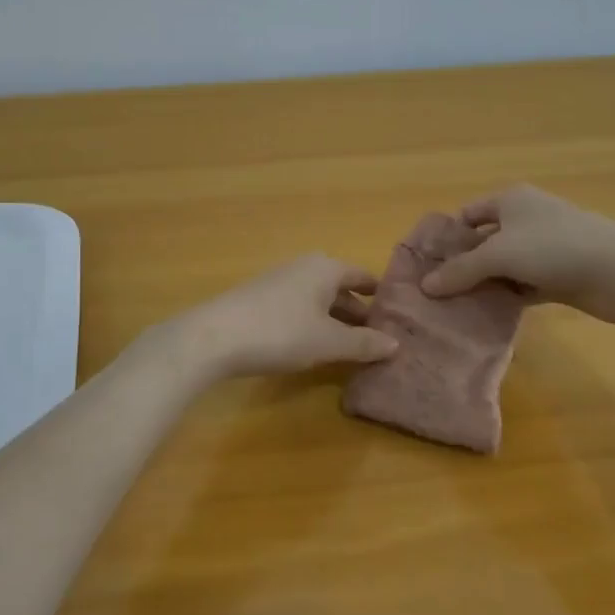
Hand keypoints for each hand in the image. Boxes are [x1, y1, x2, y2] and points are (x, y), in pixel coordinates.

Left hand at [157, 254, 399, 380]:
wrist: (216, 336)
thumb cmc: (281, 332)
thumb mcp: (328, 342)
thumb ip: (363, 343)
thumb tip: (395, 344)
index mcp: (325, 268)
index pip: (362, 277)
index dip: (380, 296)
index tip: (399, 316)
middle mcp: (304, 267)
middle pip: (340, 288)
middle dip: (359, 312)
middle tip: (381, 339)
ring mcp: (280, 280)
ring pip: (319, 299)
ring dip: (335, 320)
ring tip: (353, 347)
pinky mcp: (260, 298)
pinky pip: (299, 307)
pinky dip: (313, 323)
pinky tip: (315, 346)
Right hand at [418, 184, 614, 325]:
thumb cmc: (553, 247)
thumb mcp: (498, 255)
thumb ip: (460, 270)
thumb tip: (426, 286)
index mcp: (510, 200)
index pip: (468, 214)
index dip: (448, 236)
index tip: (429, 264)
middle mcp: (526, 218)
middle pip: (485, 240)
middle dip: (464, 263)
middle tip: (439, 291)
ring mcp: (546, 247)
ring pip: (505, 265)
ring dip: (486, 283)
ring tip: (458, 307)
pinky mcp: (561, 274)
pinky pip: (524, 284)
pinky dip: (509, 297)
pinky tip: (490, 315)